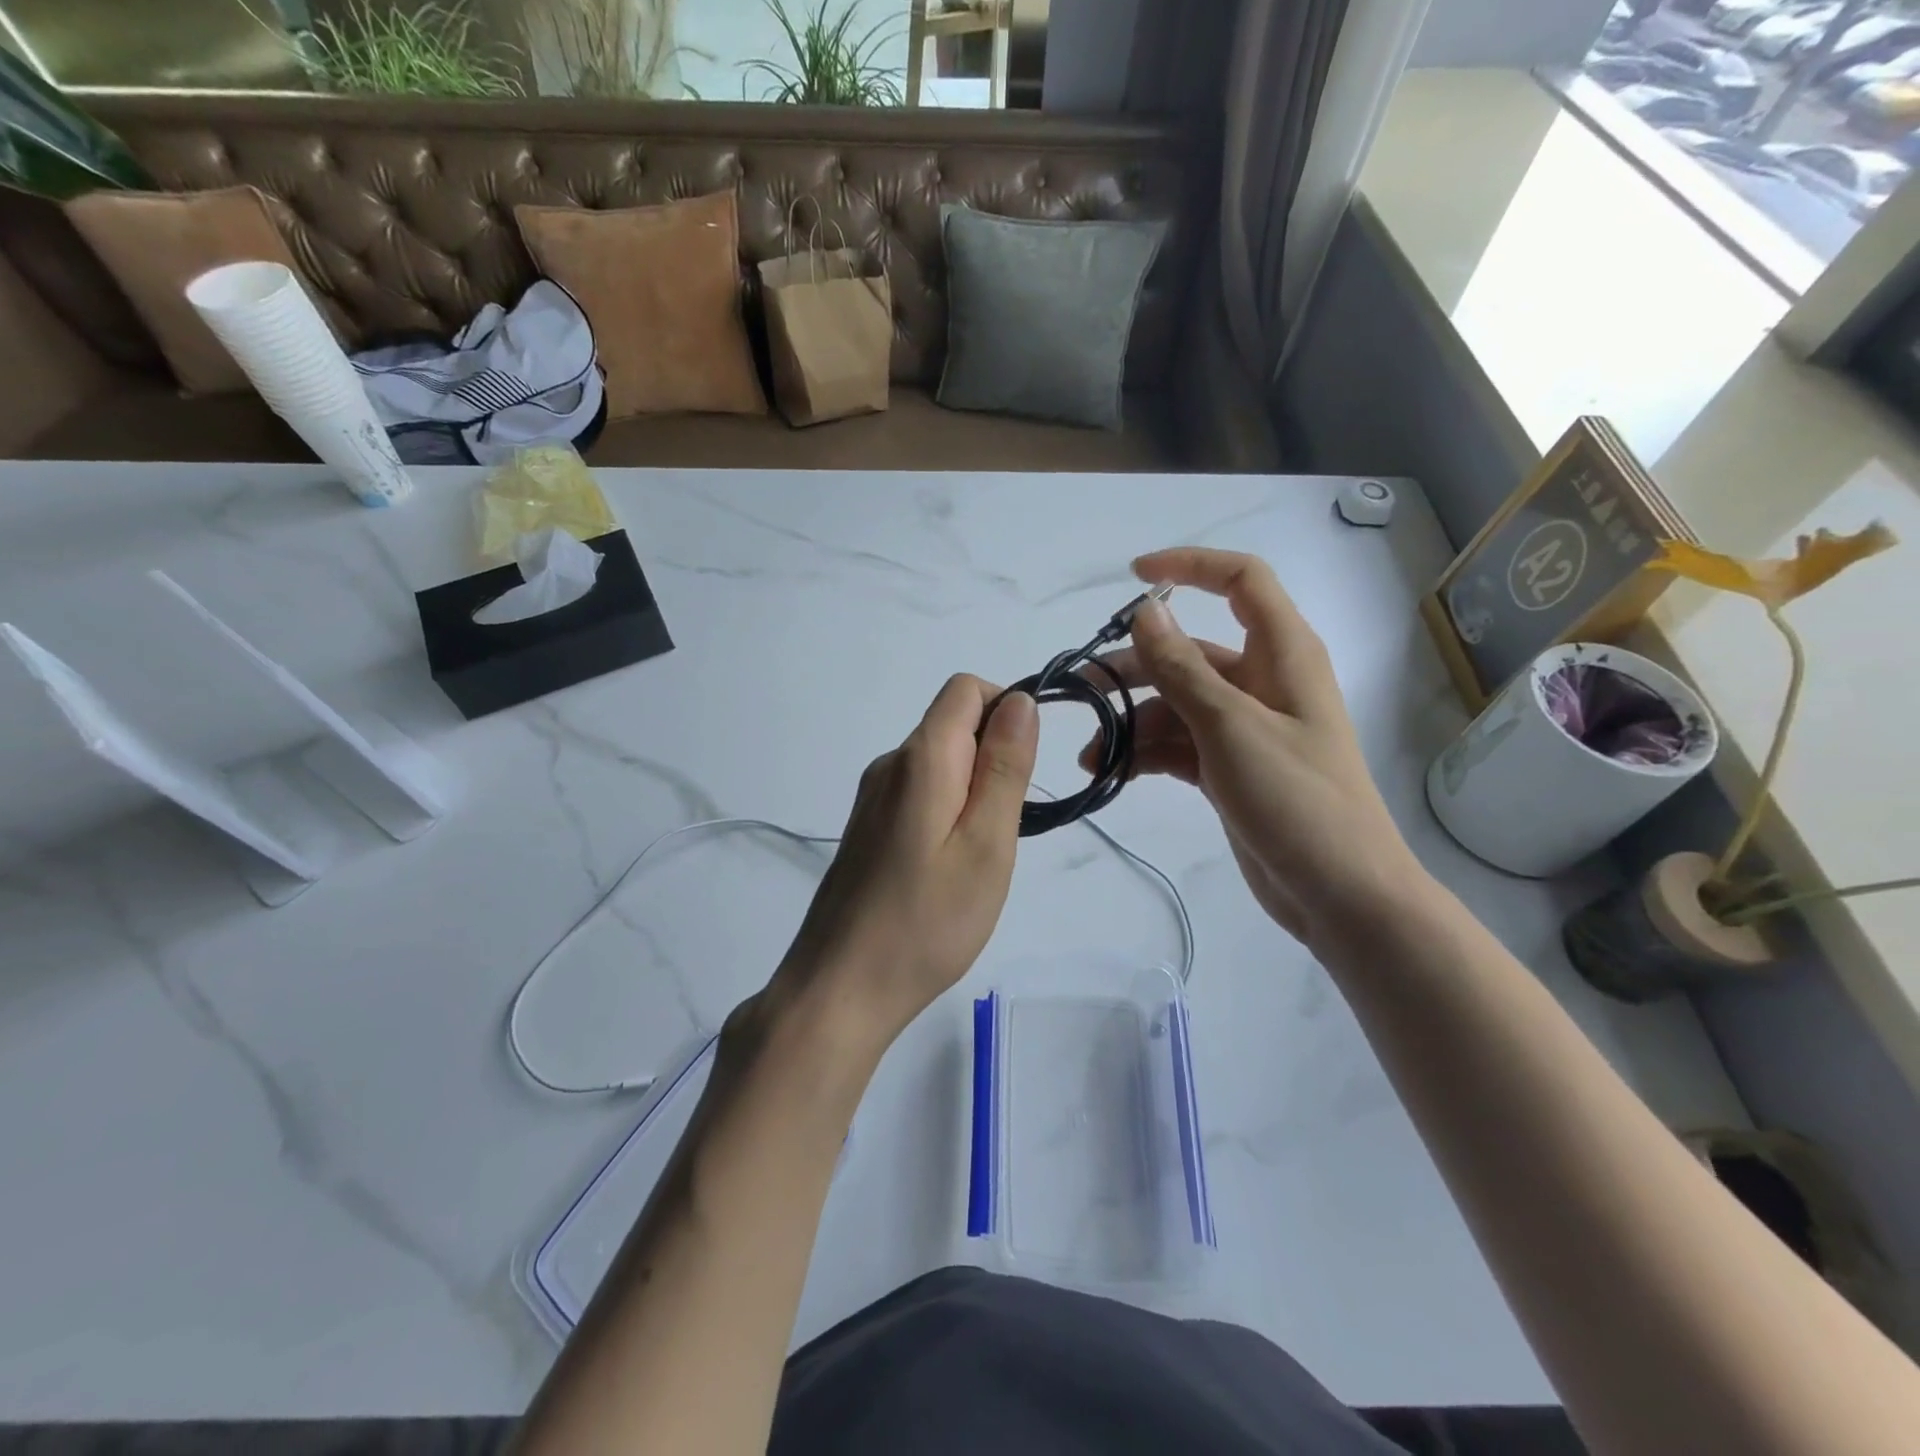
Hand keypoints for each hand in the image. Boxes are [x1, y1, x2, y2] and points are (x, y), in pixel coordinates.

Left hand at [765, 675, 1037, 1054]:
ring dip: (974, 793)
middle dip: (995, 760)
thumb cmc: (927, 920)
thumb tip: (1021, 700)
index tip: (1026, 769)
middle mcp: (890, 765)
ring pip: (940, 765)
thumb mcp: (987, 842)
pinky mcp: (867, 828)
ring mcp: (873, 798)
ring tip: (978, 860)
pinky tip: (947, 871)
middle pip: (954, 725)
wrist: (841, 987)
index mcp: (921, 757)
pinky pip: (920, 796)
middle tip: (1004, 832)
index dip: (1008, 709)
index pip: (966, 689)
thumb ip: (1005, 766)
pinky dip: (948, 814)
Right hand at [1082, 547, 1421, 948]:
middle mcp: (1264, 683)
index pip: (1241, 582)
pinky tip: (1110, 771)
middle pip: (1190, 654)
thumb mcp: (1231, 727)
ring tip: (1090, 754)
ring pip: (1176, 704)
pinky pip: (1178, 744)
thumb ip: (1183, 668)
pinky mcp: (1229, 767)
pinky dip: (1145, 752)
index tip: (1133, 578)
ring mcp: (1245, 728)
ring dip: (1132, 722)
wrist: (1340, 894)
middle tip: (1083, 692)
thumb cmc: (1296, 800)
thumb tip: (1147, 611)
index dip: (1190, 566)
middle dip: (1135, 668)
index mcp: (1283, 654)